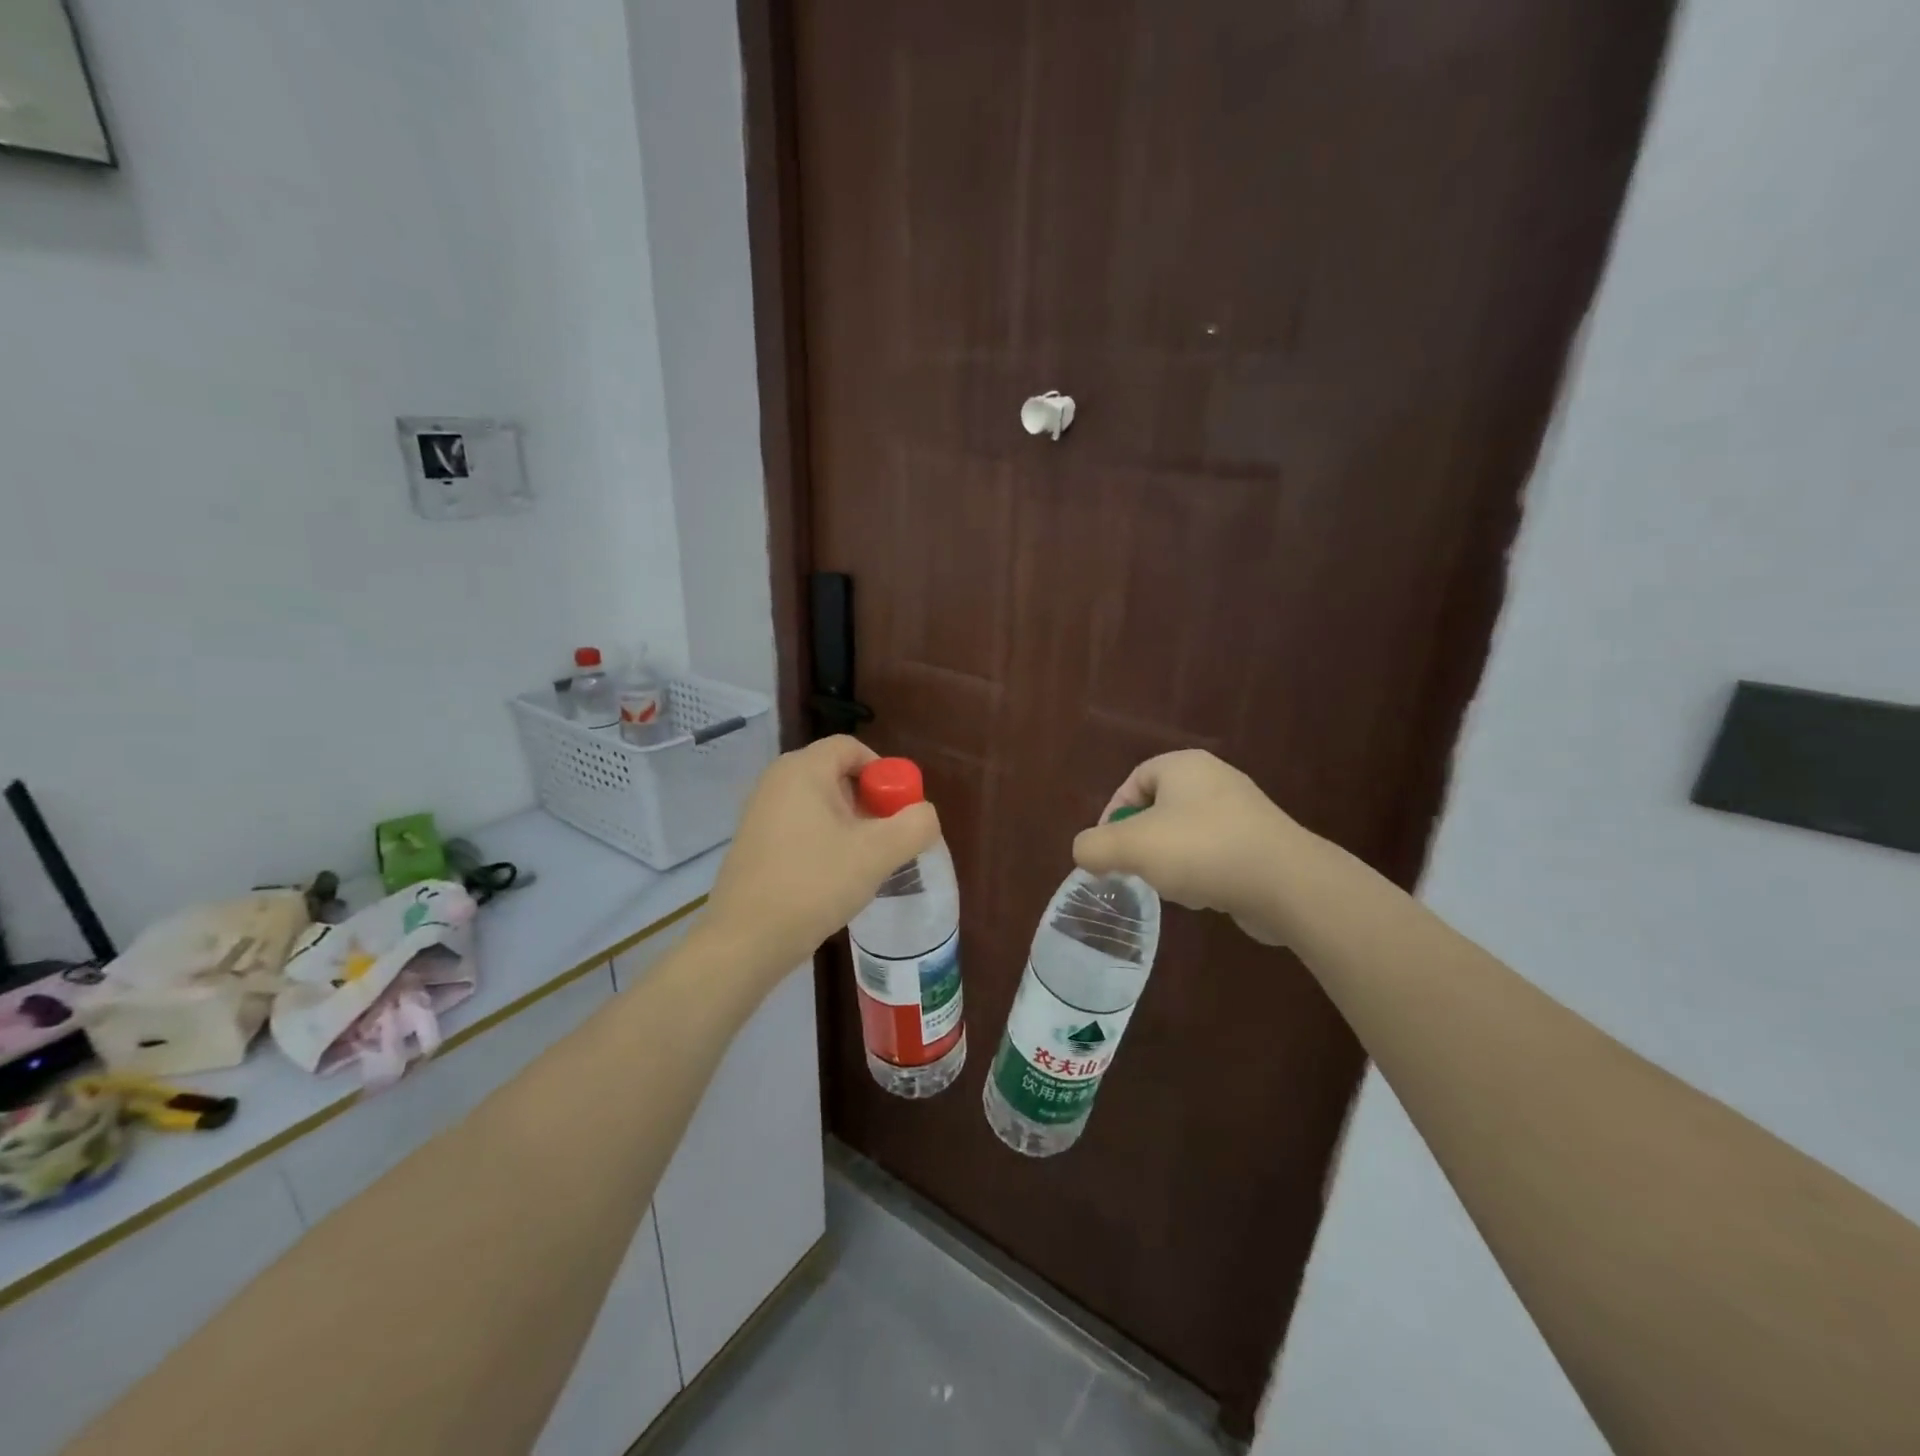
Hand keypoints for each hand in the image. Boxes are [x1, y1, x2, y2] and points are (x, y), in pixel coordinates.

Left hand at [704, 736, 940, 982]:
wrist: (746, 940)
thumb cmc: (814, 884)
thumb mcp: (877, 853)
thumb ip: (915, 825)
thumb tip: (924, 814)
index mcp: (802, 770)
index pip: (851, 747)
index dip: (884, 771)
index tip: (898, 809)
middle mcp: (776, 781)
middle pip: (837, 775)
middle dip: (870, 802)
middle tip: (888, 839)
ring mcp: (761, 812)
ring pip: (820, 804)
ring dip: (850, 826)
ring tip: (865, 863)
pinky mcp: (755, 842)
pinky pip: (801, 826)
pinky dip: (825, 841)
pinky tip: (834, 878)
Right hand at [1072, 750, 1310, 945]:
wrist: (1286, 883)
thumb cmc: (1201, 850)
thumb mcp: (1130, 847)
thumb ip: (1093, 847)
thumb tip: (1085, 853)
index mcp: (1183, 765)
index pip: (1134, 781)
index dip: (1112, 814)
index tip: (1108, 850)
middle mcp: (1215, 779)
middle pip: (1158, 809)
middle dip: (1142, 842)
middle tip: (1134, 869)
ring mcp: (1243, 812)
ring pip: (1185, 834)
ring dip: (1170, 861)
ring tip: (1171, 886)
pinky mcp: (1261, 844)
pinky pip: (1215, 853)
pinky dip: (1201, 873)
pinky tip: (1203, 896)